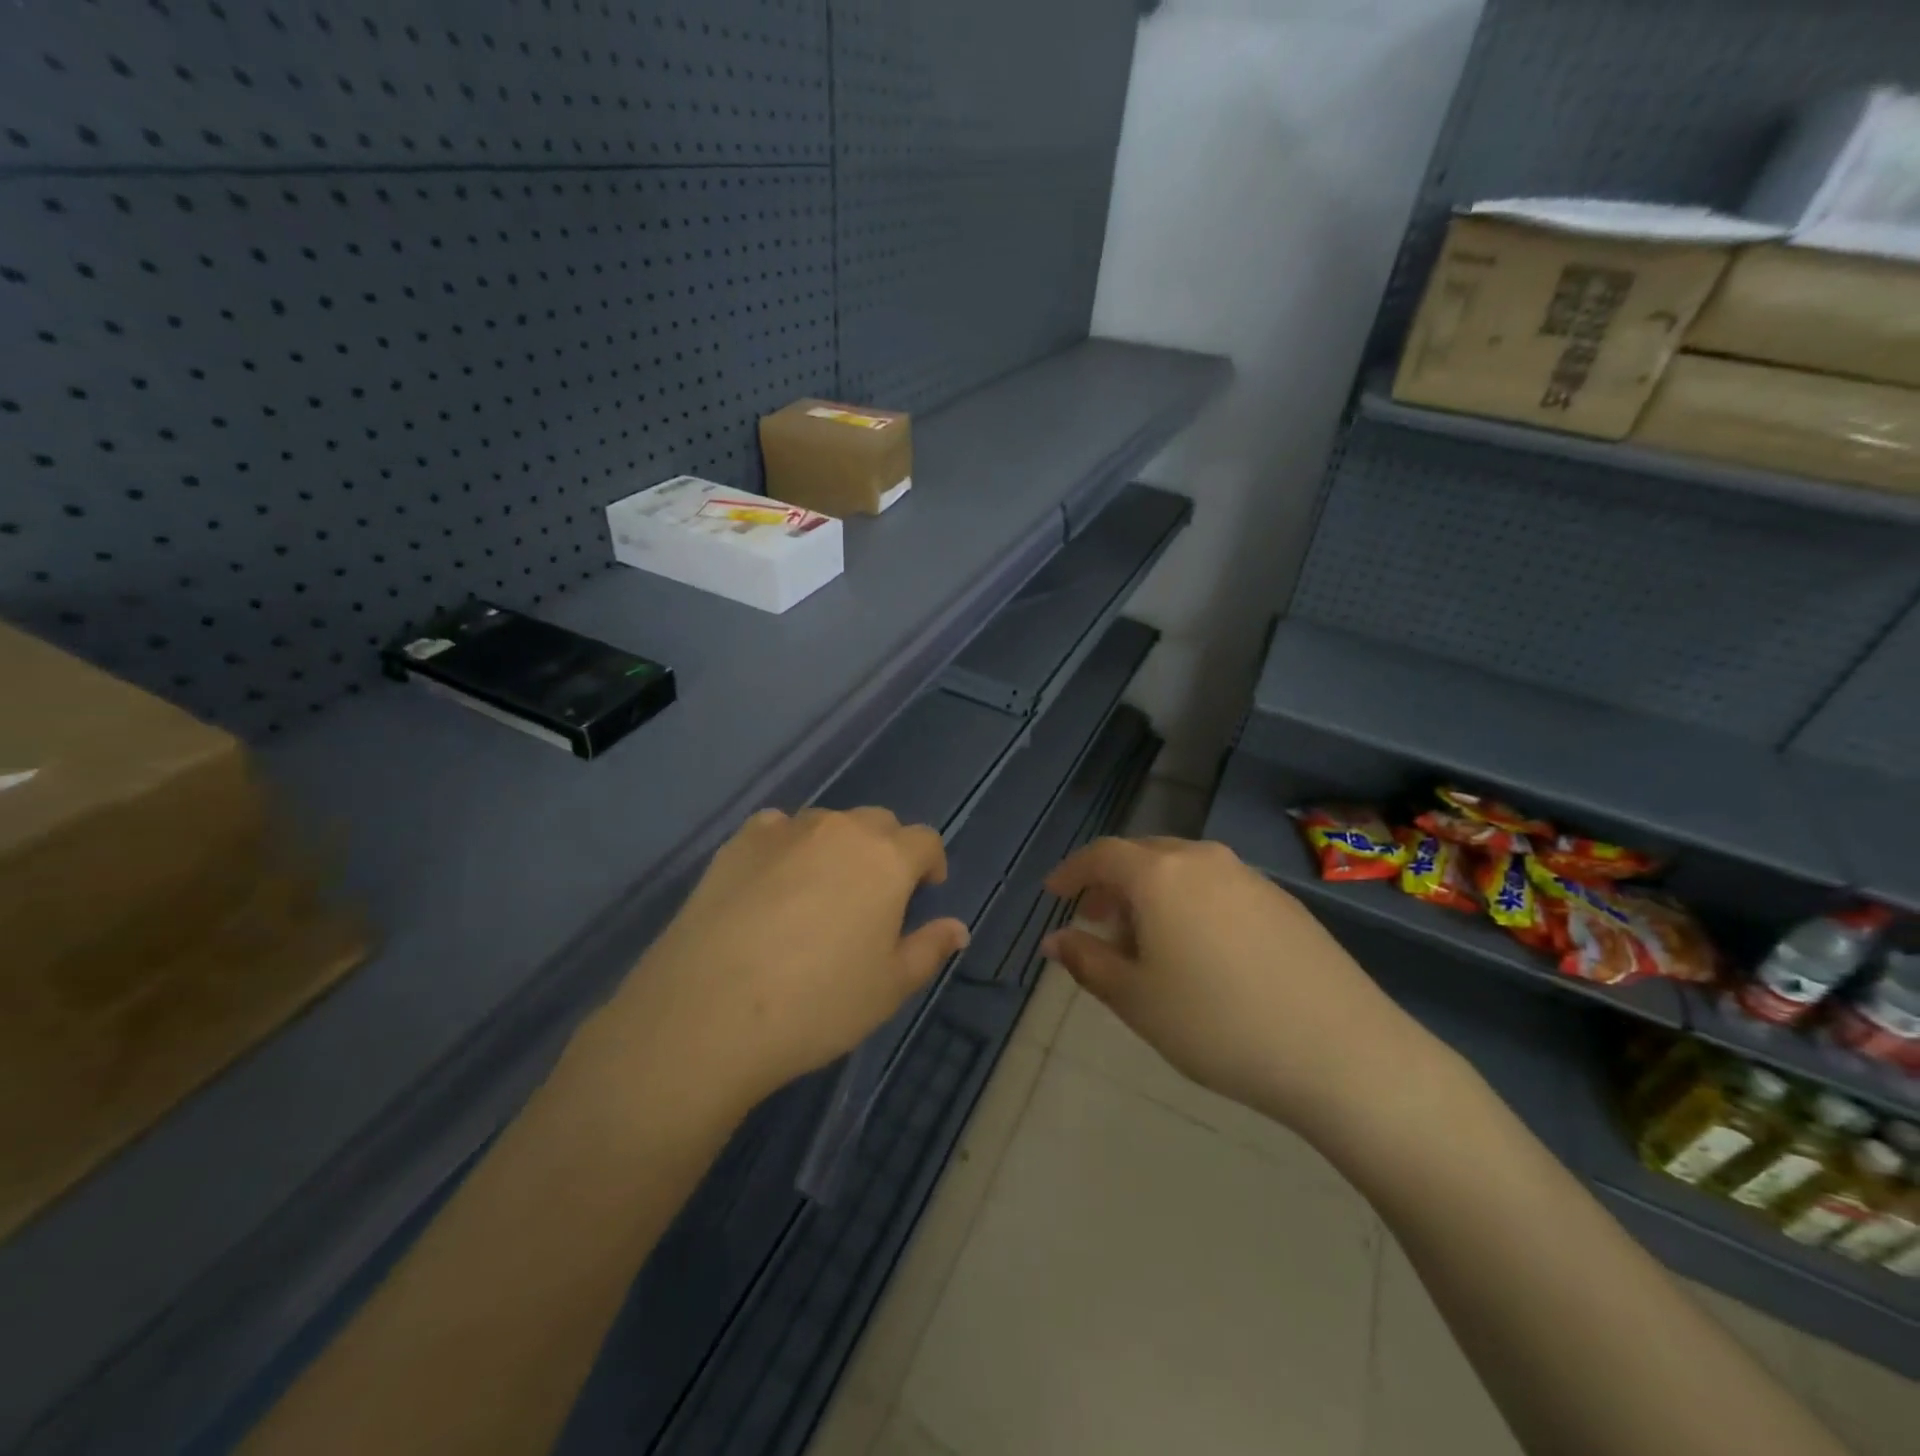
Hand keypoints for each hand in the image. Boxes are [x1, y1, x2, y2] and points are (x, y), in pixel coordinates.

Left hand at [601, 807, 969, 1114]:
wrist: (709, 1012)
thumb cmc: (817, 1004)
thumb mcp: (888, 988)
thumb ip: (928, 949)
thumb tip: (957, 928)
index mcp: (886, 860)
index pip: (925, 840)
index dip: (931, 863)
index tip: (925, 891)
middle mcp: (840, 831)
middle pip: (877, 823)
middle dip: (886, 851)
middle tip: (874, 897)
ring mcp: (785, 831)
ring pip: (827, 824)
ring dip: (836, 847)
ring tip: (820, 892)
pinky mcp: (738, 843)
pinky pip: (777, 829)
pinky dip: (787, 846)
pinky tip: (773, 882)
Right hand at [1042, 837, 1423, 1137]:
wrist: (1342, 1053)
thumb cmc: (1217, 1024)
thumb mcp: (1136, 999)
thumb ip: (1087, 961)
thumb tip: (1055, 939)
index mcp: (1161, 874)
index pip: (1101, 855)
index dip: (1072, 872)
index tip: (1054, 894)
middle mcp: (1204, 860)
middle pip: (1143, 856)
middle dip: (1112, 884)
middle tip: (1096, 921)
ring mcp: (1249, 878)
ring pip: (1183, 870)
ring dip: (1152, 894)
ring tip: (1145, 941)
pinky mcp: (1283, 902)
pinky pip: (1217, 887)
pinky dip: (1190, 904)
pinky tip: (1198, 951)